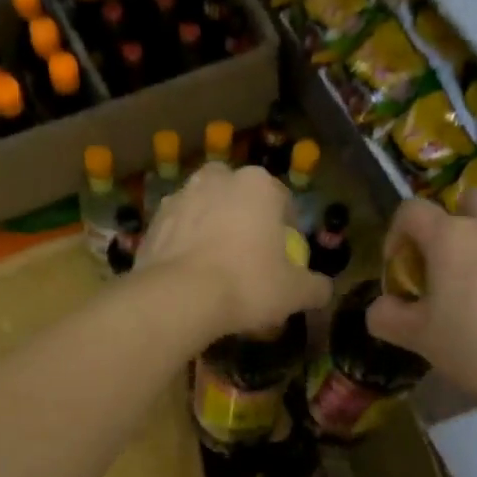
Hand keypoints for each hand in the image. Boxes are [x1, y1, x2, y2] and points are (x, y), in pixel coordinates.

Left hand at [137, 163, 332, 341]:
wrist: (178, 297)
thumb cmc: (247, 284)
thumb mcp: (294, 292)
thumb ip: (315, 287)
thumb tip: (324, 290)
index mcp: (258, 184)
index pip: (282, 201)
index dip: (287, 231)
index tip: (285, 258)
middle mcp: (217, 179)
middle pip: (239, 198)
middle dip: (245, 220)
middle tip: (249, 256)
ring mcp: (180, 196)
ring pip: (205, 210)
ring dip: (212, 229)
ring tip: (216, 267)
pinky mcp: (152, 221)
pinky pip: (178, 231)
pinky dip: (184, 246)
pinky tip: (190, 276)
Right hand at [367, 188, 476, 403]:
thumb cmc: (475, 341)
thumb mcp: (417, 336)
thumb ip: (387, 317)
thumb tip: (381, 308)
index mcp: (451, 236)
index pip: (411, 211)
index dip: (396, 235)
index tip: (398, 269)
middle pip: (468, 199)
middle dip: (451, 221)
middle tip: (442, 261)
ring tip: (471, 289)